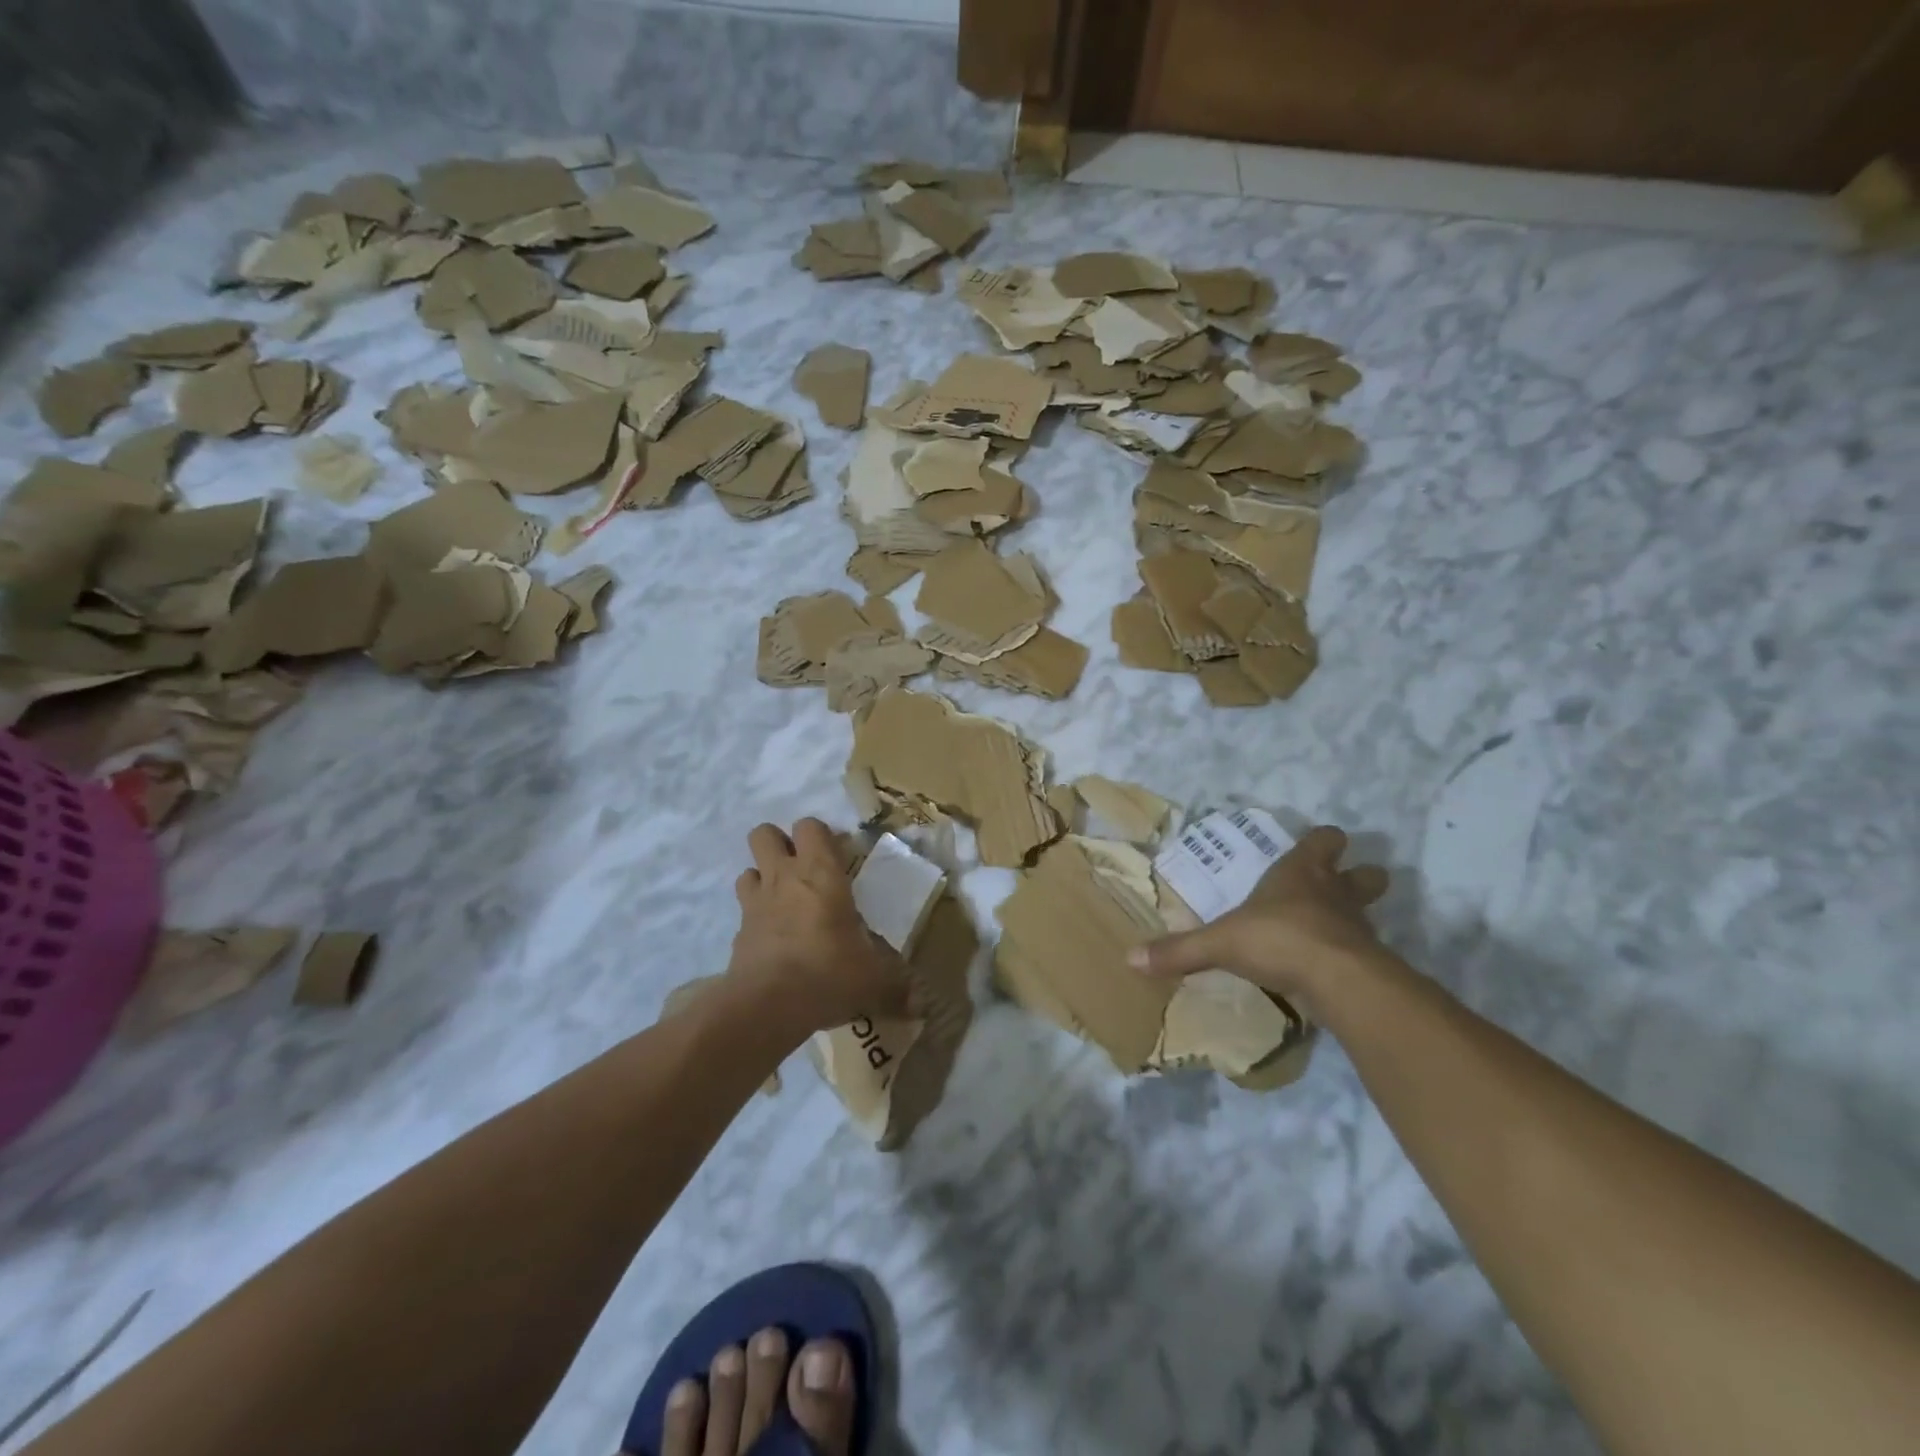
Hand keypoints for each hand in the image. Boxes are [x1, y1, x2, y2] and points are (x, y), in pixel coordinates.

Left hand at [726, 819, 907, 1034]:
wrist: (766, 1006)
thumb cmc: (829, 974)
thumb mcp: (874, 981)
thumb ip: (896, 988)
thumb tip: (916, 1006)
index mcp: (820, 873)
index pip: (811, 826)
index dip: (822, 836)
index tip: (839, 859)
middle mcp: (784, 878)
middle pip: (764, 834)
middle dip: (780, 844)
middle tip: (803, 870)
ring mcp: (755, 903)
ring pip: (748, 869)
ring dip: (764, 878)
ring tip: (786, 902)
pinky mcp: (737, 932)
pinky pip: (743, 912)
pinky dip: (755, 918)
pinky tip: (773, 941)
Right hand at [1130, 826, 1389, 1009]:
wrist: (1338, 981)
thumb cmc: (1278, 938)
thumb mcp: (1220, 943)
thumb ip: (1179, 950)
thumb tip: (1130, 957)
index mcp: (1301, 873)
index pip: (1323, 839)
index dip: (1321, 842)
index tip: (1314, 847)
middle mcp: (1335, 893)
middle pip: (1365, 874)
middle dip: (1357, 876)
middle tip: (1337, 887)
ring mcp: (1358, 927)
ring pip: (1367, 913)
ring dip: (1353, 918)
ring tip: (1329, 932)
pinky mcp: (1369, 962)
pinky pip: (1363, 952)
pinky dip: (1350, 956)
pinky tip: (1328, 970)